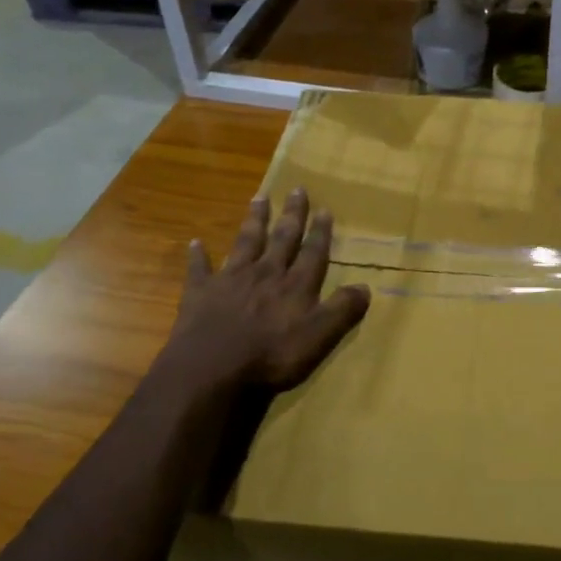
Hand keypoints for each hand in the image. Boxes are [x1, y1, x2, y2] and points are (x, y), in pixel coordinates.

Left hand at [165, 189, 370, 393]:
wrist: (210, 371)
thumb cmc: (271, 358)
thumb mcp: (319, 338)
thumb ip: (342, 311)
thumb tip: (365, 286)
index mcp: (295, 286)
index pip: (313, 253)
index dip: (320, 232)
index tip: (324, 209)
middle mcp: (265, 274)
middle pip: (282, 239)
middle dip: (292, 215)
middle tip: (296, 189)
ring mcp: (231, 280)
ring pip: (245, 243)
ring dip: (254, 221)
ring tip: (259, 198)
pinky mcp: (200, 293)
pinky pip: (199, 269)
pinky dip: (198, 255)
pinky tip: (195, 243)